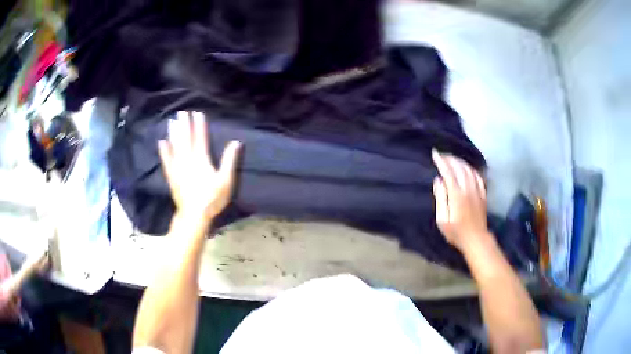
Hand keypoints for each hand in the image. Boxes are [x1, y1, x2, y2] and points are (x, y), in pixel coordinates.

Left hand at [158, 111, 240, 220]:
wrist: (194, 215)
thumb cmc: (212, 198)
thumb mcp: (226, 180)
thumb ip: (229, 160)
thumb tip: (236, 142)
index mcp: (201, 160)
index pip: (200, 138)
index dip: (198, 125)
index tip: (197, 113)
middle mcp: (187, 160)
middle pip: (185, 139)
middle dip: (184, 125)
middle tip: (181, 112)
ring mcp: (178, 168)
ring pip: (174, 147)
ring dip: (173, 133)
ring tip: (171, 121)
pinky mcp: (172, 176)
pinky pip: (166, 161)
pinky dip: (163, 151)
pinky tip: (161, 142)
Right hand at [432, 150, 489, 251]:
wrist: (476, 239)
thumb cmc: (456, 232)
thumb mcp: (442, 220)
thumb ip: (440, 198)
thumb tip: (438, 180)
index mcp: (457, 195)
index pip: (448, 172)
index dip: (441, 161)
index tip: (434, 153)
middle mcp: (468, 189)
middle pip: (459, 167)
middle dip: (450, 159)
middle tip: (442, 155)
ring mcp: (477, 190)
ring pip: (469, 169)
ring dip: (460, 161)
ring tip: (452, 159)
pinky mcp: (483, 193)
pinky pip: (477, 176)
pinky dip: (471, 169)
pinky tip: (467, 168)